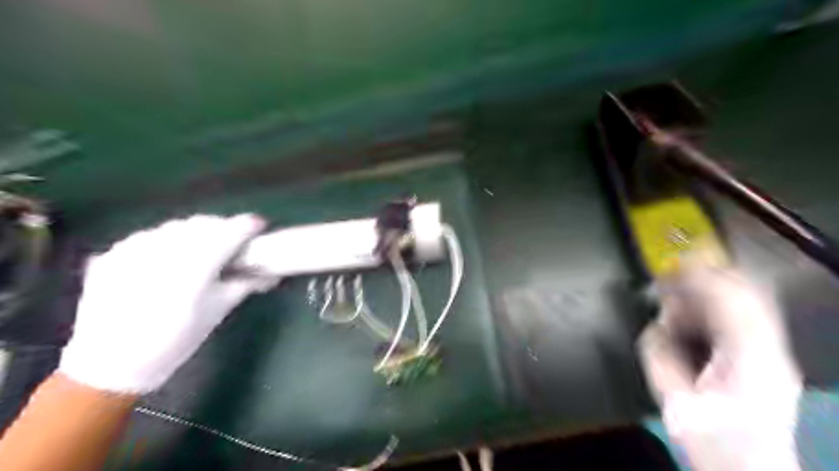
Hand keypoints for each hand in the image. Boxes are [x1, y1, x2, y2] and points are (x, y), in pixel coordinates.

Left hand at [56, 215, 278, 395]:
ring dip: (196, 232)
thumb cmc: (176, 340)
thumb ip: (245, 284)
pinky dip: (167, 240)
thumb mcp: (218, 312)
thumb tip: (271, 274)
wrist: (112, 363)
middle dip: (223, 227)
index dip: (248, 225)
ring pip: (176, 226)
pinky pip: (150, 235)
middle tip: (233, 241)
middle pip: (204, 224)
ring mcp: (133, 250)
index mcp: (196, 268)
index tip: (259, 226)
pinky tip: (169, 257)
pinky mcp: (112, 254)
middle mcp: (164, 251)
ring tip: (201, 248)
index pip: (229, 233)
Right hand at [640, 266, 802, 470]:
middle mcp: (769, 350)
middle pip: (744, 293)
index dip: (698, 275)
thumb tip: (655, 325)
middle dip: (705, 275)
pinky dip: (718, 304)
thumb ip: (660, 355)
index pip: (728, 299)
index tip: (672, 264)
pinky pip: (744, 317)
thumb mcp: (674, 398)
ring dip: (709, 289)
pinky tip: (696, 308)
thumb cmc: (713, 439)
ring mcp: (773, 353)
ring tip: (678, 289)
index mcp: (747, 359)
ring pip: (746, 301)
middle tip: (673, 271)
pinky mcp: (767, 358)